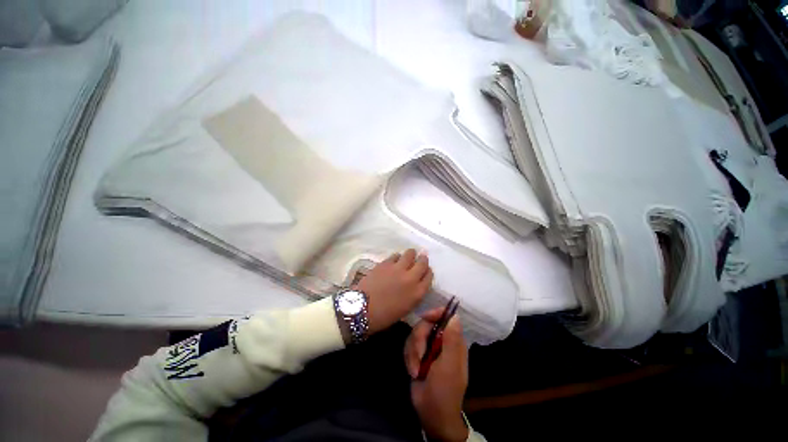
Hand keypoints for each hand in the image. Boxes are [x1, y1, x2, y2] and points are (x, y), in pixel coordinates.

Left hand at [356, 249, 432, 333]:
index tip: (426, 270)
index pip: (429, 276)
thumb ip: (414, 294)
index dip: (428, 272)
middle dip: (423, 259)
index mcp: (417, 293)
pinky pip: (395, 255)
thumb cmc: (384, 316)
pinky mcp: (386, 263)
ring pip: (410, 254)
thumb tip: (414, 284)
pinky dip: (397, 257)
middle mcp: (411, 278)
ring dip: (411, 254)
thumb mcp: (406, 308)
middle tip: (421, 258)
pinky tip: (395, 260)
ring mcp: (398, 268)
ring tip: (409, 255)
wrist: (362, 309)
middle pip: (422, 263)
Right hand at [404, 309, 468, 441]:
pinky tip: (413, 371)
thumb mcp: (449, 365)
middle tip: (419, 356)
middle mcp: (441, 341)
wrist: (432, 414)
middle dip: (419, 340)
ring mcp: (429, 347)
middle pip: (425, 324)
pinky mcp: (418, 354)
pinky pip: (408, 346)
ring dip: (413, 353)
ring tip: (416, 370)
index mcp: (453, 341)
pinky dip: (409, 358)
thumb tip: (455, 315)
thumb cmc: (445, 390)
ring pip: (414, 335)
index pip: (445, 317)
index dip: (434, 314)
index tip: (423, 317)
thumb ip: (452, 340)